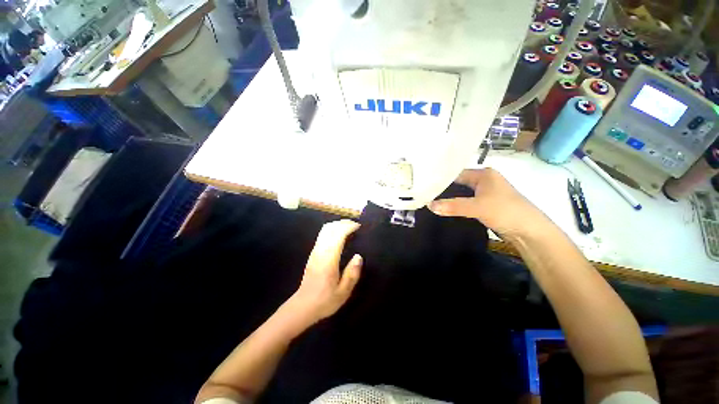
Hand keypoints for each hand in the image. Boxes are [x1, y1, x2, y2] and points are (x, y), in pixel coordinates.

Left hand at [285, 220, 362, 327]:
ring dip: (337, 225)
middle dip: (343, 223)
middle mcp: (320, 252)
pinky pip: (322, 235)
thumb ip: (352, 274)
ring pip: (324, 230)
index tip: (359, 227)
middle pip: (330, 228)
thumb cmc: (325, 300)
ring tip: (349, 227)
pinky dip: (332, 229)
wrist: (303, 306)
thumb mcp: (343, 292)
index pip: (337, 235)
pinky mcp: (313, 253)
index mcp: (329, 260)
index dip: (348, 227)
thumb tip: (358, 256)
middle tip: (355, 225)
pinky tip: (339, 235)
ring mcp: (315, 251)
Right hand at [428, 168, 549, 238]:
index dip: (440, 179)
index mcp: (483, 174)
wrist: (529, 232)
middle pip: (458, 183)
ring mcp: (485, 194)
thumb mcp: (477, 207)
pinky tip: (443, 209)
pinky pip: (465, 203)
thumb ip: (453, 206)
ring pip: (461, 194)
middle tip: (424, 194)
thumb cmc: (505, 211)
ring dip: (449, 198)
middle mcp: (483, 181)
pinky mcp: (485, 205)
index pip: (456, 173)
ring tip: (429, 201)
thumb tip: (428, 205)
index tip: (424, 185)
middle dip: (442, 189)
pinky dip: (455, 206)